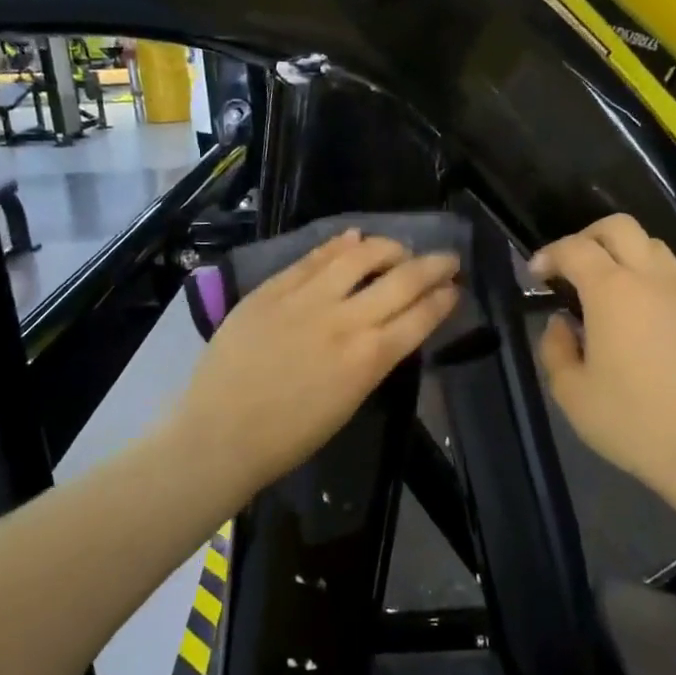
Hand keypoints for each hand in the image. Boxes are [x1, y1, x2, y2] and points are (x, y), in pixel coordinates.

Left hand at [165, 231, 459, 497]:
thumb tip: (390, 327)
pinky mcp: (273, 289)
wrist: (221, 434)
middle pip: (403, 279)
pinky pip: (314, 256)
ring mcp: (307, 299)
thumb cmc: (290, 436)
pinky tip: (353, 238)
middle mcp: (346, 320)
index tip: (454, 289)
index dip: (444, 298)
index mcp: (370, 359)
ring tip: (398, 248)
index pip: (422, 316)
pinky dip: (339, 244)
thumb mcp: (348, 401)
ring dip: (389, 247)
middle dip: (434, 265)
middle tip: (447, 259)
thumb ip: (373, 358)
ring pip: (360, 255)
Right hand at [532, 215, 675, 503]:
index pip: (575, 249)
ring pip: (654, 246)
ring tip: (604, 286)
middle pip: (620, 227)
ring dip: (623, 252)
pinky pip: (672, 281)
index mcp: (612, 292)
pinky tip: (636, 320)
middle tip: (570, 266)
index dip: (549, 254)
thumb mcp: (571, 392)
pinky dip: (647, 281)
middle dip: (588, 236)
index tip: (535, 274)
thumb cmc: (630, 421)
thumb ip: (555, 347)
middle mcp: (651, 282)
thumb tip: (561, 323)